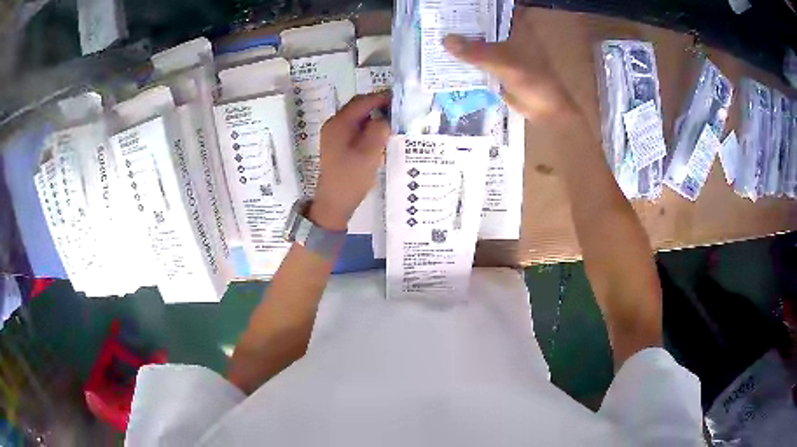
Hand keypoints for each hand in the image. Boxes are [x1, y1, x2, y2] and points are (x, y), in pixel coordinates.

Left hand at [309, 92, 390, 230]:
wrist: (334, 202)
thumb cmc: (351, 178)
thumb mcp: (369, 152)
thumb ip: (379, 129)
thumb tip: (387, 117)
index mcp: (339, 123)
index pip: (362, 101)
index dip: (381, 97)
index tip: (400, 98)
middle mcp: (334, 124)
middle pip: (358, 107)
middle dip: (378, 105)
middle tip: (399, 109)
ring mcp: (335, 135)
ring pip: (358, 117)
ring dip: (375, 116)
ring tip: (394, 120)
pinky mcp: (339, 144)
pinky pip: (356, 128)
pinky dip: (369, 126)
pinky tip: (382, 134)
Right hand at [443, 11, 578, 122]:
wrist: (546, 109)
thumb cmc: (532, 79)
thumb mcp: (503, 62)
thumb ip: (475, 51)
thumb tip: (445, 40)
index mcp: (516, 25)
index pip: (490, 8)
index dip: (471, 7)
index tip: (450, 7)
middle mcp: (508, 34)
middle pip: (481, 24)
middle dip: (461, 24)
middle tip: (435, 21)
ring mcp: (503, 51)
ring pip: (478, 41)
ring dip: (461, 42)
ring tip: (434, 37)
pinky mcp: (498, 67)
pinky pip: (478, 59)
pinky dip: (465, 59)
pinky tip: (445, 58)